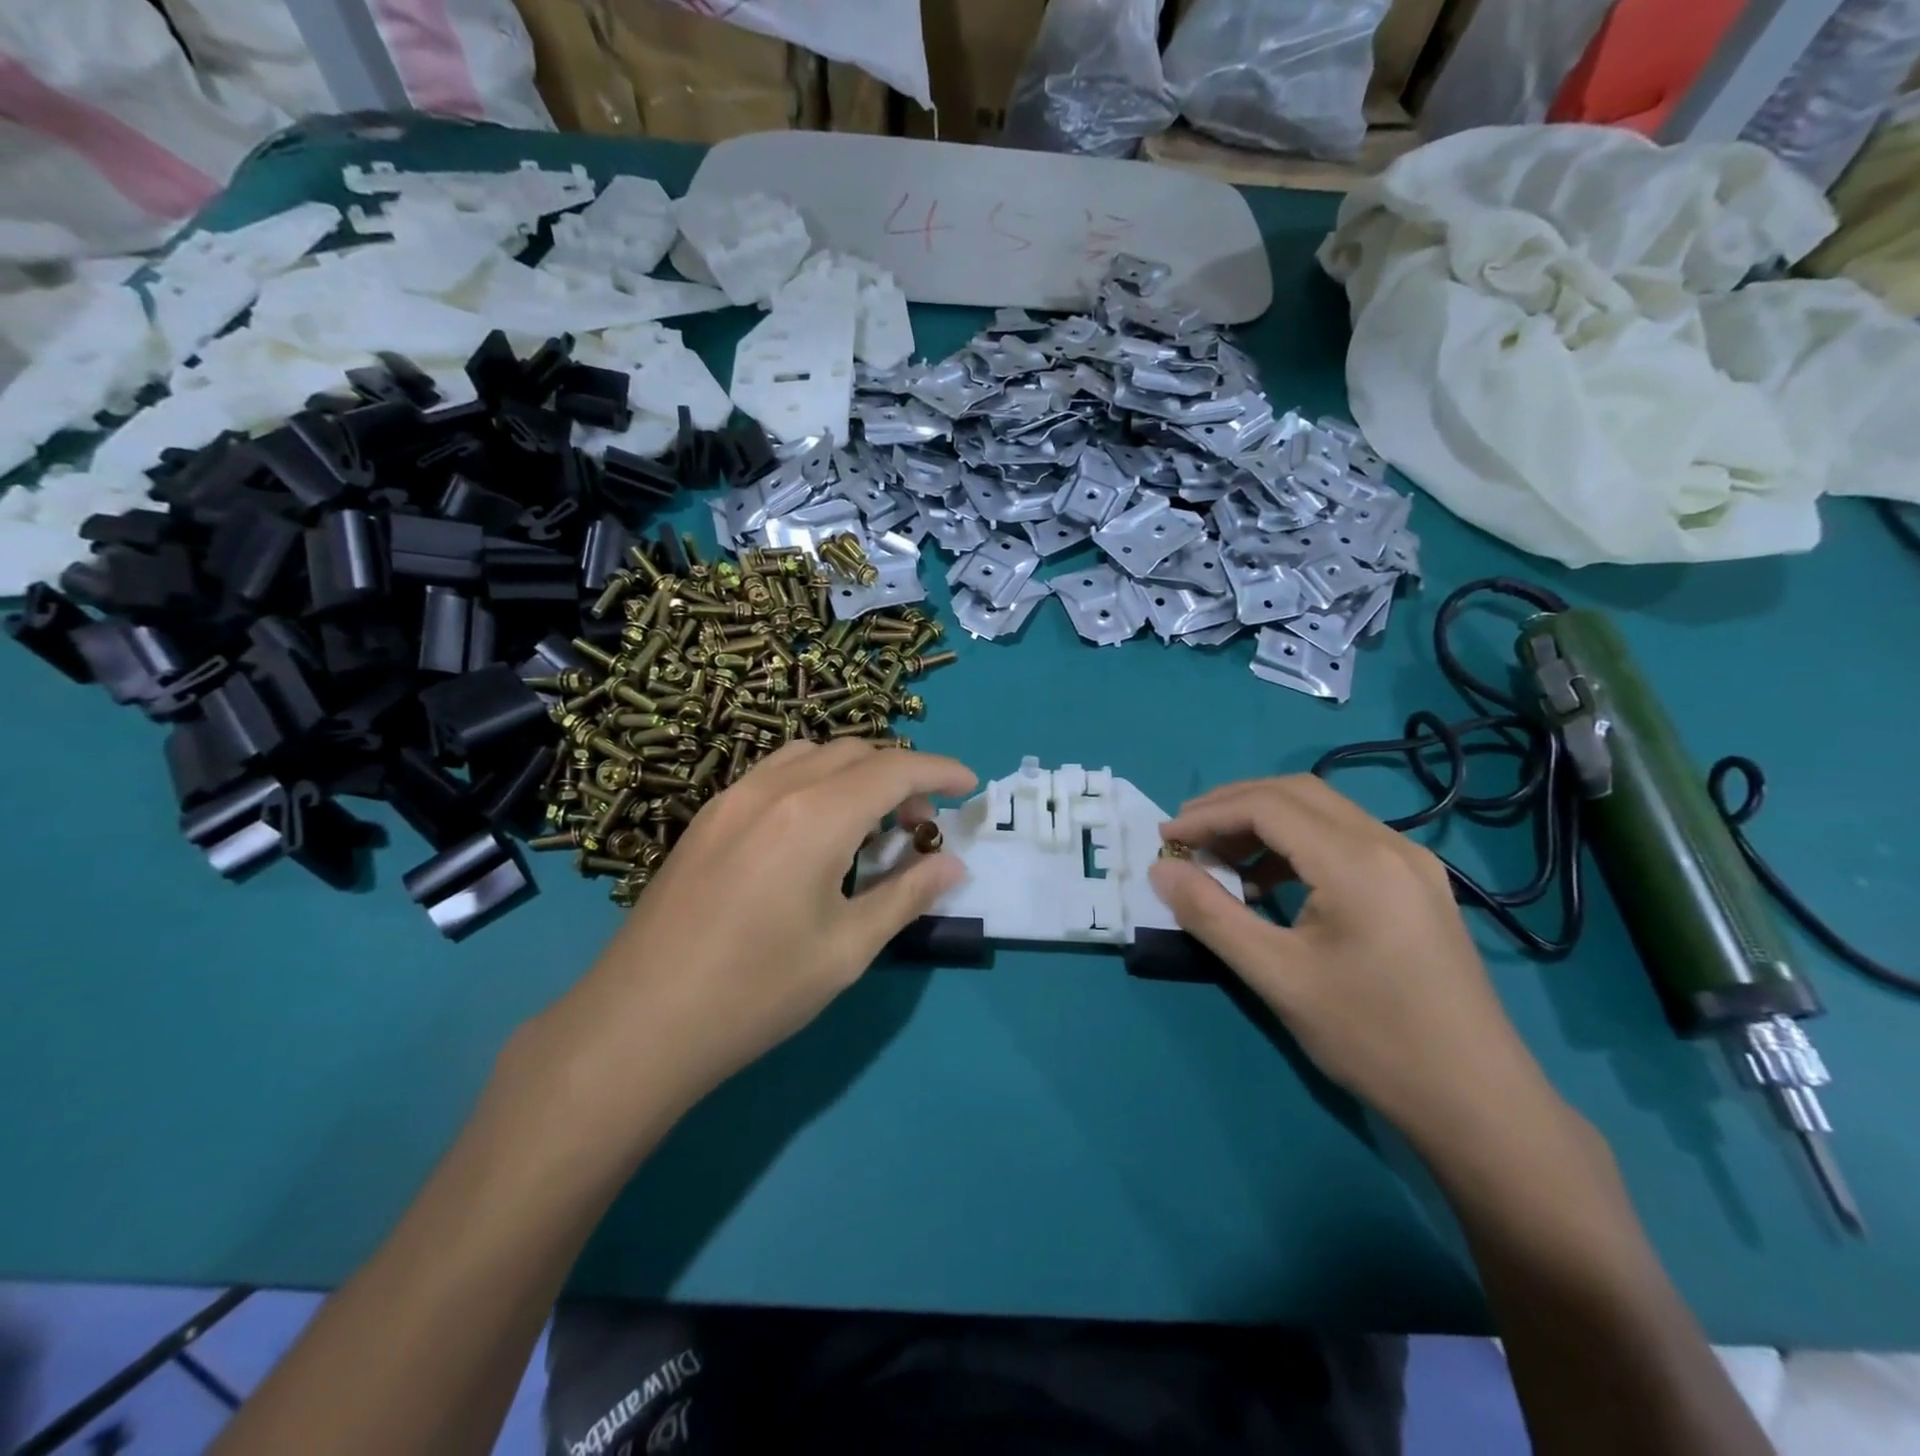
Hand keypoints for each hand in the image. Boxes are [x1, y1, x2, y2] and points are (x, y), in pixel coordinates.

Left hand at [519, 741, 975, 1138]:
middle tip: (920, 824)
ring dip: (855, 772)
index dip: (940, 771)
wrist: (640, 1022)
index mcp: (816, 816)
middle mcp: (775, 788)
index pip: (895, 768)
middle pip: (856, 752)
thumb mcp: (847, 949)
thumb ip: (906, 896)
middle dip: (901, 774)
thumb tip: (952, 864)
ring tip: (868, 824)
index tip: (970, 786)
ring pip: (812, 753)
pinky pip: (776, 772)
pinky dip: (814, 780)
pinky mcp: (708, 817)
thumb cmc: (757, 990)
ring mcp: (734, 797)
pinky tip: (814, 832)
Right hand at [1148, 776, 1562, 1149]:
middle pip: (1296, 793)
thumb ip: (1211, 915)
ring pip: (1323, 812)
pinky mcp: (1418, 885)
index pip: (1267, 807)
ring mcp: (1412, 862)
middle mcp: (1390, 844)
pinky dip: (1297, 845)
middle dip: (1232, 805)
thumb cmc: (1371, 1038)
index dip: (1208, 816)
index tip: (1165, 839)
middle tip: (1186, 835)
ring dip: (1264, 823)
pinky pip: (1346, 840)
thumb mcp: (1276, 976)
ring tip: (1221, 859)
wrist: (1478, 1102)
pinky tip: (1272, 884)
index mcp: (1357, 861)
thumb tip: (1161, 870)